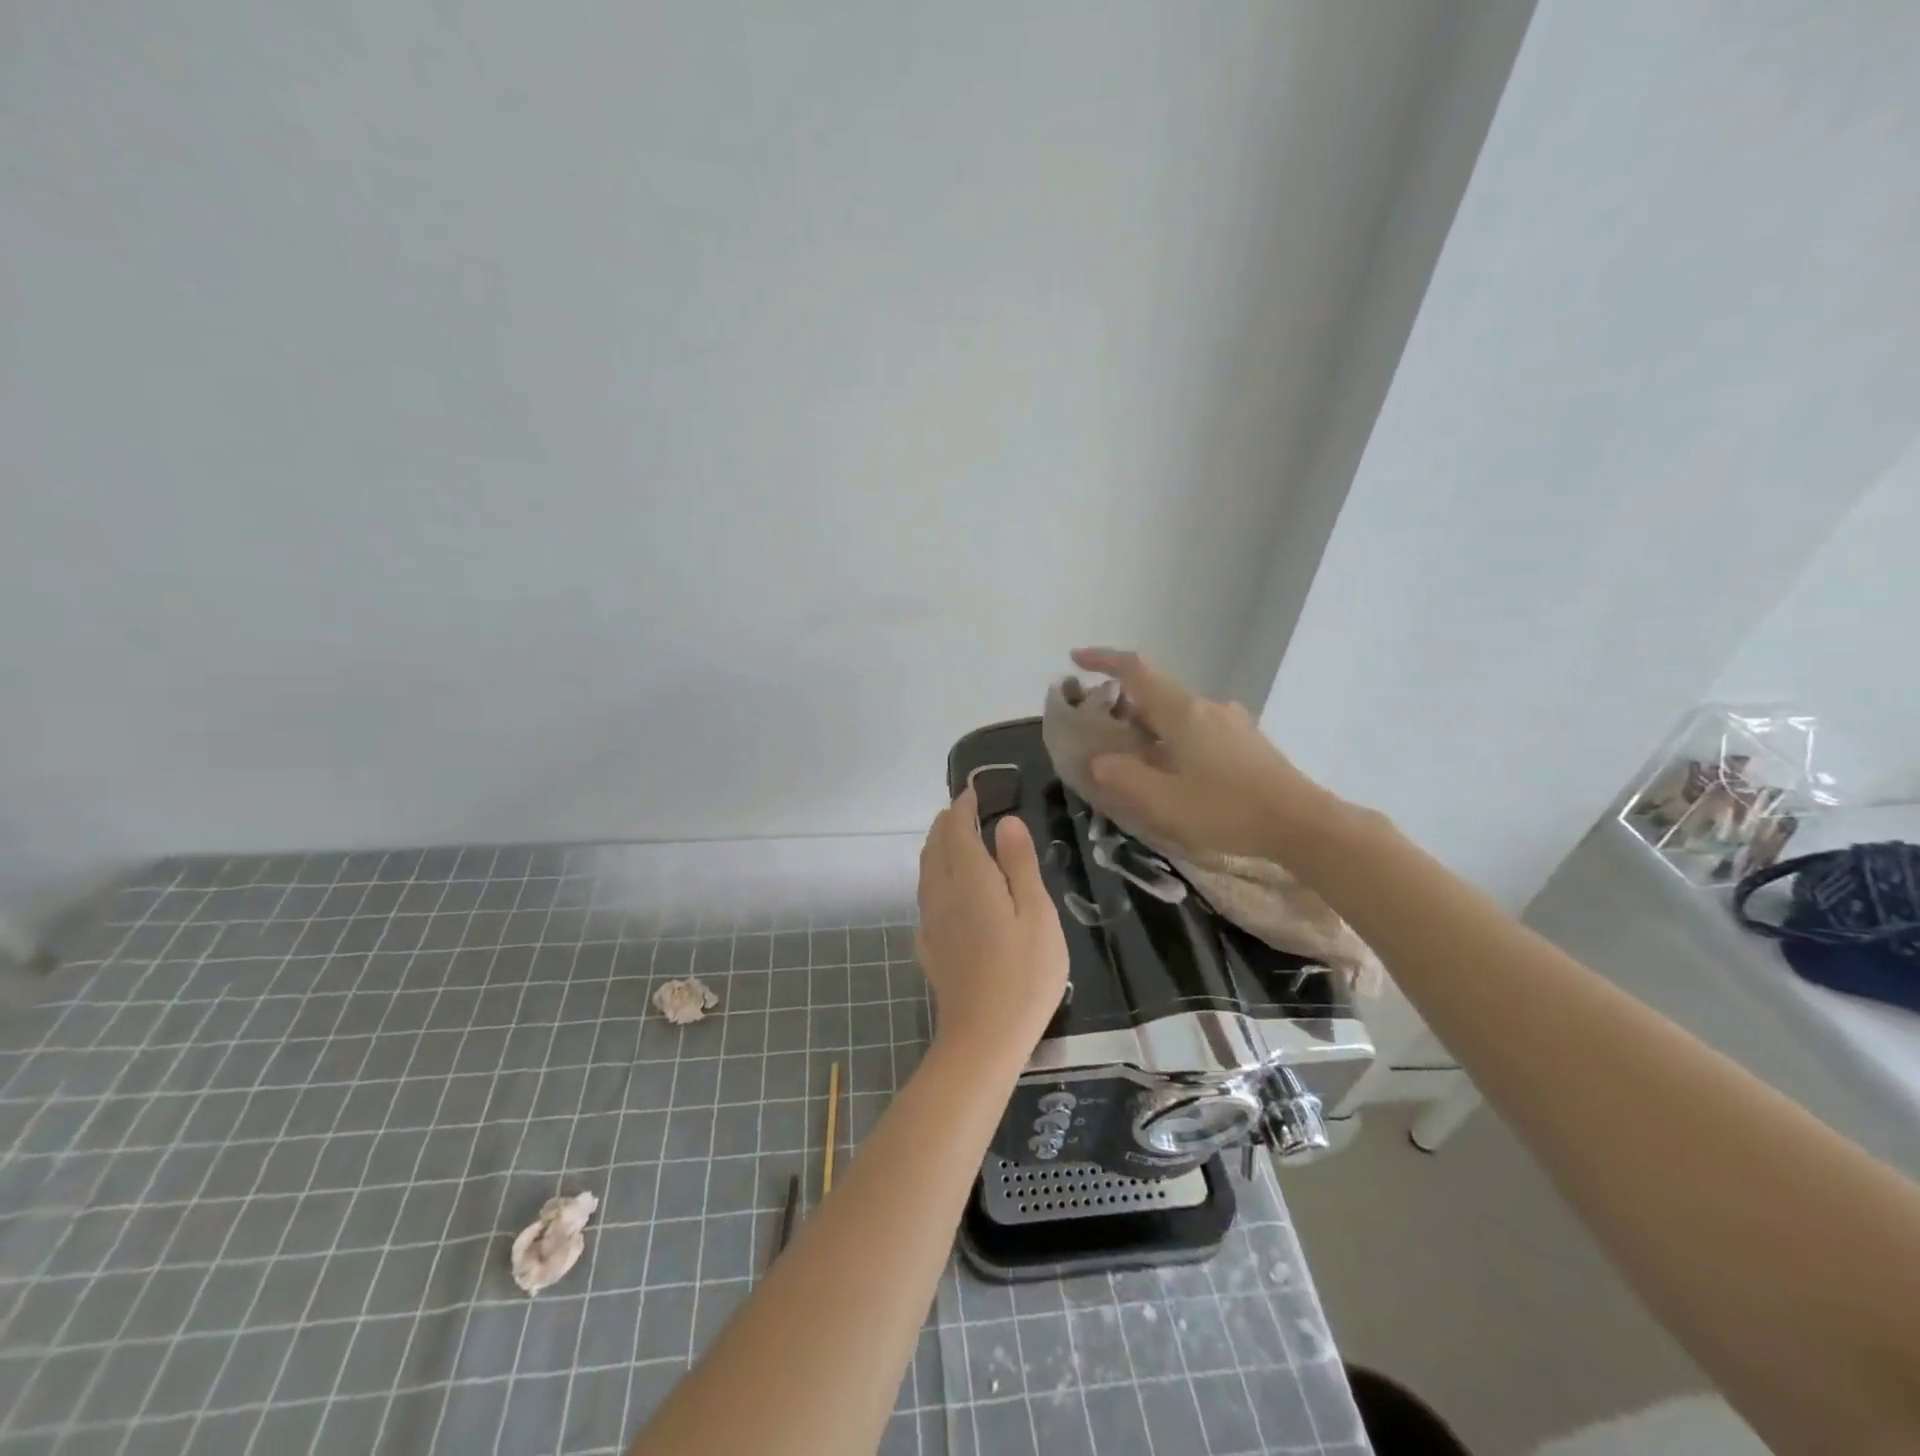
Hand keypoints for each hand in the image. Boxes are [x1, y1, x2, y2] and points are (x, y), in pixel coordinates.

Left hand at [916, 786, 1068, 1056]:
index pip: (957, 829)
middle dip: (946, 823)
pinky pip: (926, 898)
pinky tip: (946, 892)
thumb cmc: (1024, 973)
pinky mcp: (929, 947)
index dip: (963, 806)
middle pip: (935, 846)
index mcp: (969, 878)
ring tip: (954, 841)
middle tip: (964, 811)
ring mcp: (931, 921)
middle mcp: (942, 892)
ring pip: (926, 871)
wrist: (983, 1037)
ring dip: (937, 847)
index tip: (973, 791)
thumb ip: (1019, 864)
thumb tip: (1005, 821)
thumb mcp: (1036, 913)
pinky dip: (934, 879)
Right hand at [1069, 647, 1332, 858]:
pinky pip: (1198, 729)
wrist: (1302, 823)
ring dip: (1149, 724)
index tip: (1075, 659)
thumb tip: (1098, 759)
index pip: (1136, 670)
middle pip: (1156, 692)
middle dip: (1122, 703)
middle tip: (1100, 730)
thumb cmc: (1227, 810)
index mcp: (1183, 713)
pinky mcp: (1246, 742)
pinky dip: (1173, 738)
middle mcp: (1207, 707)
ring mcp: (1231, 722)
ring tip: (1134, 757)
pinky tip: (1174, 771)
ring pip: (1178, 713)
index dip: (1103, 660)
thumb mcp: (1162, 801)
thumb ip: (1122, 777)